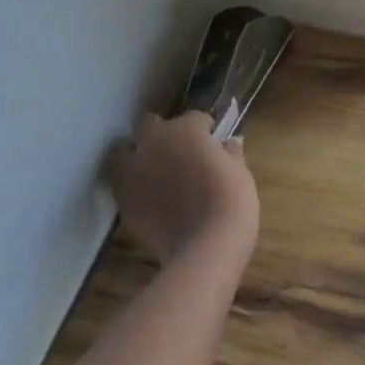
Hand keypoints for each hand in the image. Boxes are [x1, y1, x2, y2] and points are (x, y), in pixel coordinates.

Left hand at [111, 111, 258, 260]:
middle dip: (162, 133)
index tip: (213, 140)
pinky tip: (153, 202)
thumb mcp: (240, 173)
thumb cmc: (231, 202)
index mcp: (186, 130)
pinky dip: (137, 188)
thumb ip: (231, 153)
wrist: (206, 246)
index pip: (194, 117)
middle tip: (180, 152)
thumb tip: (230, 142)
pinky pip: (126, 186)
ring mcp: (134, 172)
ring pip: (127, 153)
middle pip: (150, 125)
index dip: (204, 128)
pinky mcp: (124, 201)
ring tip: (158, 174)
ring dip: (140, 157)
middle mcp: (154, 143)